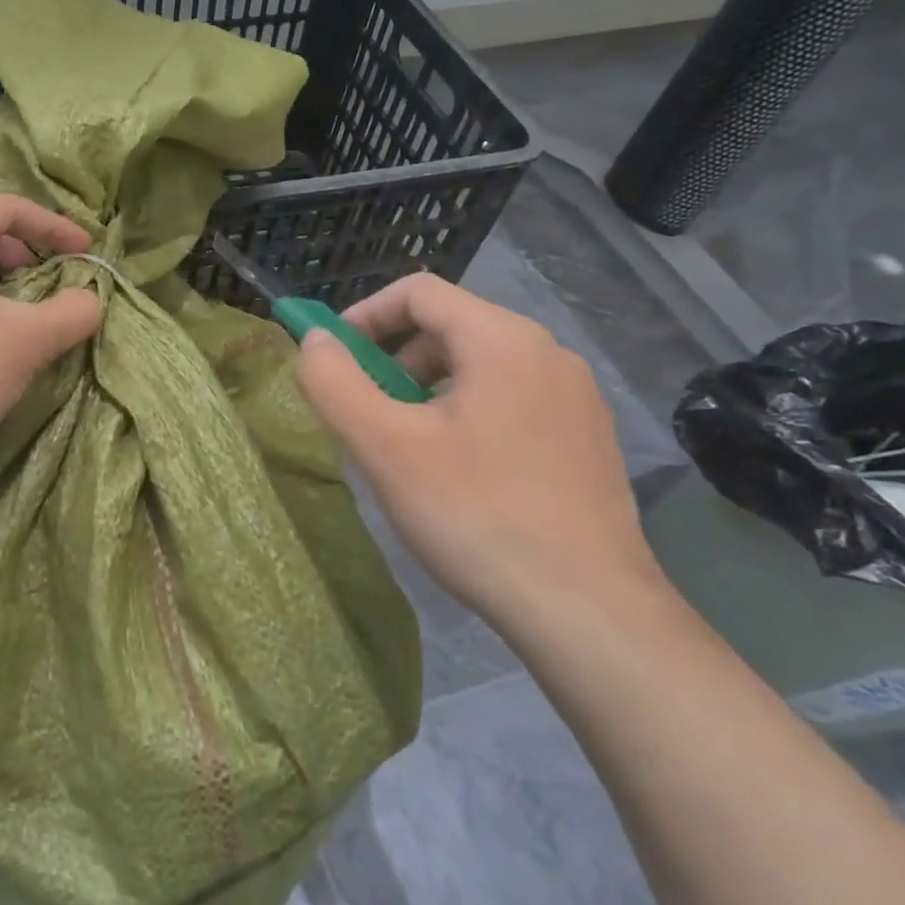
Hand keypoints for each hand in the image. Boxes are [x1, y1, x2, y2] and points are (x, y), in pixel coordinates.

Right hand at [295, 273, 663, 629]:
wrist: (589, 612)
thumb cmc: (476, 515)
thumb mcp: (385, 446)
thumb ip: (336, 383)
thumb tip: (315, 342)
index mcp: (503, 339)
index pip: (419, 292)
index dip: (365, 314)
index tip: (334, 356)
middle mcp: (549, 353)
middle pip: (451, 327)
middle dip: (395, 358)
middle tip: (367, 410)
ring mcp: (577, 397)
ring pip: (482, 366)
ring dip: (428, 388)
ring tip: (407, 444)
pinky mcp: (589, 439)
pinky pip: (513, 399)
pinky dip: (468, 412)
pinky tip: (460, 472)